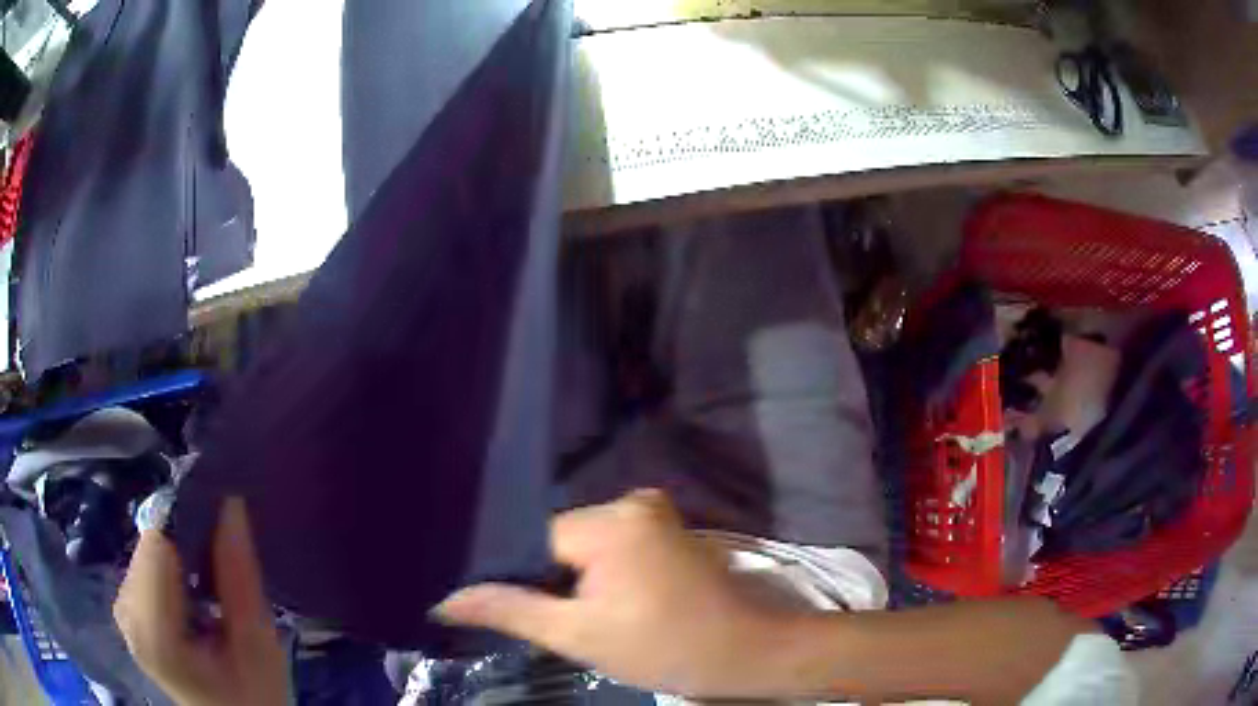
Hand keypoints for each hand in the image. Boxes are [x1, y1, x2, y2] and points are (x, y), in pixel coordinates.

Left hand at [114, 498, 287, 705]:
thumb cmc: (252, 696)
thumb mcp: (258, 644)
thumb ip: (239, 575)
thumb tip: (228, 499)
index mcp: (153, 632)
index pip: (157, 543)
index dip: (189, 523)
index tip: (224, 522)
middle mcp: (125, 611)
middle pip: (150, 543)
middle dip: (187, 544)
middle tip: (223, 567)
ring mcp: (121, 609)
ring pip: (147, 548)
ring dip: (180, 556)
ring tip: (209, 586)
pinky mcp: (125, 608)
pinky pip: (145, 563)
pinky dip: (170, 568)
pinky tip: (191, 594)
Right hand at [434, 490, 796, 697]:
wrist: (748, 651)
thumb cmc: (666, 648)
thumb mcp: (580, 636)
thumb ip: (511, 611)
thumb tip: (444, 599)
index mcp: (607, 521)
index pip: (533, 541)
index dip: (519, 578)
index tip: (515, 610)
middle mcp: (630, 501)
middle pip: (560, 541)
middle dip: (549, 579)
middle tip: (550, 620)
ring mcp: (654, 512)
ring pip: (585, 545)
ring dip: (575, 579)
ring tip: (577, 615)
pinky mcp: (668, 529)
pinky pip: (613, 545)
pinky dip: (601, 572)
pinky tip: (606, 602)